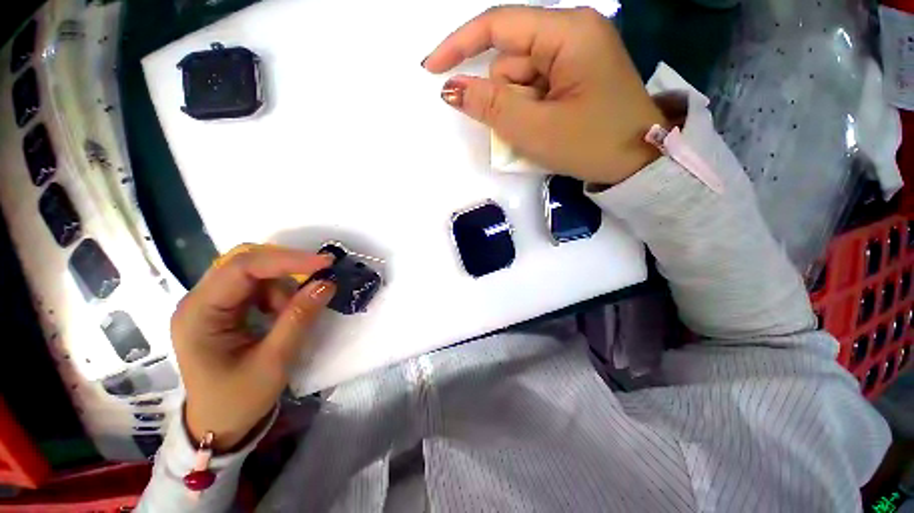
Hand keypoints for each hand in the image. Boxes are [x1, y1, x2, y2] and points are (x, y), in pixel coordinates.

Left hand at [170, 244, 334, 451]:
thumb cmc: (239, 399)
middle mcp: (199, 301)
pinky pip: (257, 286)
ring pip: (256, 273)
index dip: (286, 260)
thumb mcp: (274, 361)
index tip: (325, 263)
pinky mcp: (224, 308)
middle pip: (246, 263)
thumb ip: (299, 318)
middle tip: (320, 277)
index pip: (242, 268)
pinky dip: (279, 294)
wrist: (220, 424)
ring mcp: (210, 303)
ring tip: (291, 315)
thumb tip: (326, 283)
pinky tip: (281, 314)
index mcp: (198, 314)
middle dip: (287, 268)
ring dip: (283, 286)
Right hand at [423, 6, 666, 184]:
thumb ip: (491, 106)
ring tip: (542, 130)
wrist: (636, 162)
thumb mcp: (535, 129)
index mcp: (568, 32)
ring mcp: (574, 54)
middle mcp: (572, 32)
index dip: (459, 45)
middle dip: (506, 96)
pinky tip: (547, 126)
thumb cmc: (590, 144)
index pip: (499, 25)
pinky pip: (534, 88)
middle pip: (511, 59)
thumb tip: (452, 88)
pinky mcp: (574, 74)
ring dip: (519, 108)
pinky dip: (530, 110)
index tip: (431, 68)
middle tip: (527, 126)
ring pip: (521, 78)